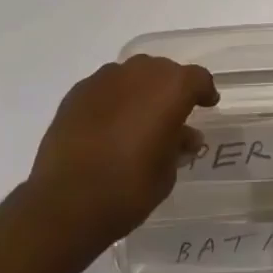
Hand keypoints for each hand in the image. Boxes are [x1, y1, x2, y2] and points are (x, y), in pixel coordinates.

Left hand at [26, 56, 218, 247]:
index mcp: (169, 88)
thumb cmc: (127, 189)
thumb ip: (178, 147)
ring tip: (138, 118)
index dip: (204, 90)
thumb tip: (185, 136)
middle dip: (171, 88)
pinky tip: (108, 125)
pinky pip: (106, 87)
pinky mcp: (78, 91)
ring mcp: (105, 78)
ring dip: (140, 90)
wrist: (65, 202)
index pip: (197, 78)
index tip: (208, 104)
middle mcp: (139, 72)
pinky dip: (113, 99)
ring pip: (132, 74)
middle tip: (172, 114)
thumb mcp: (165, 175)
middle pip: (163, 71)